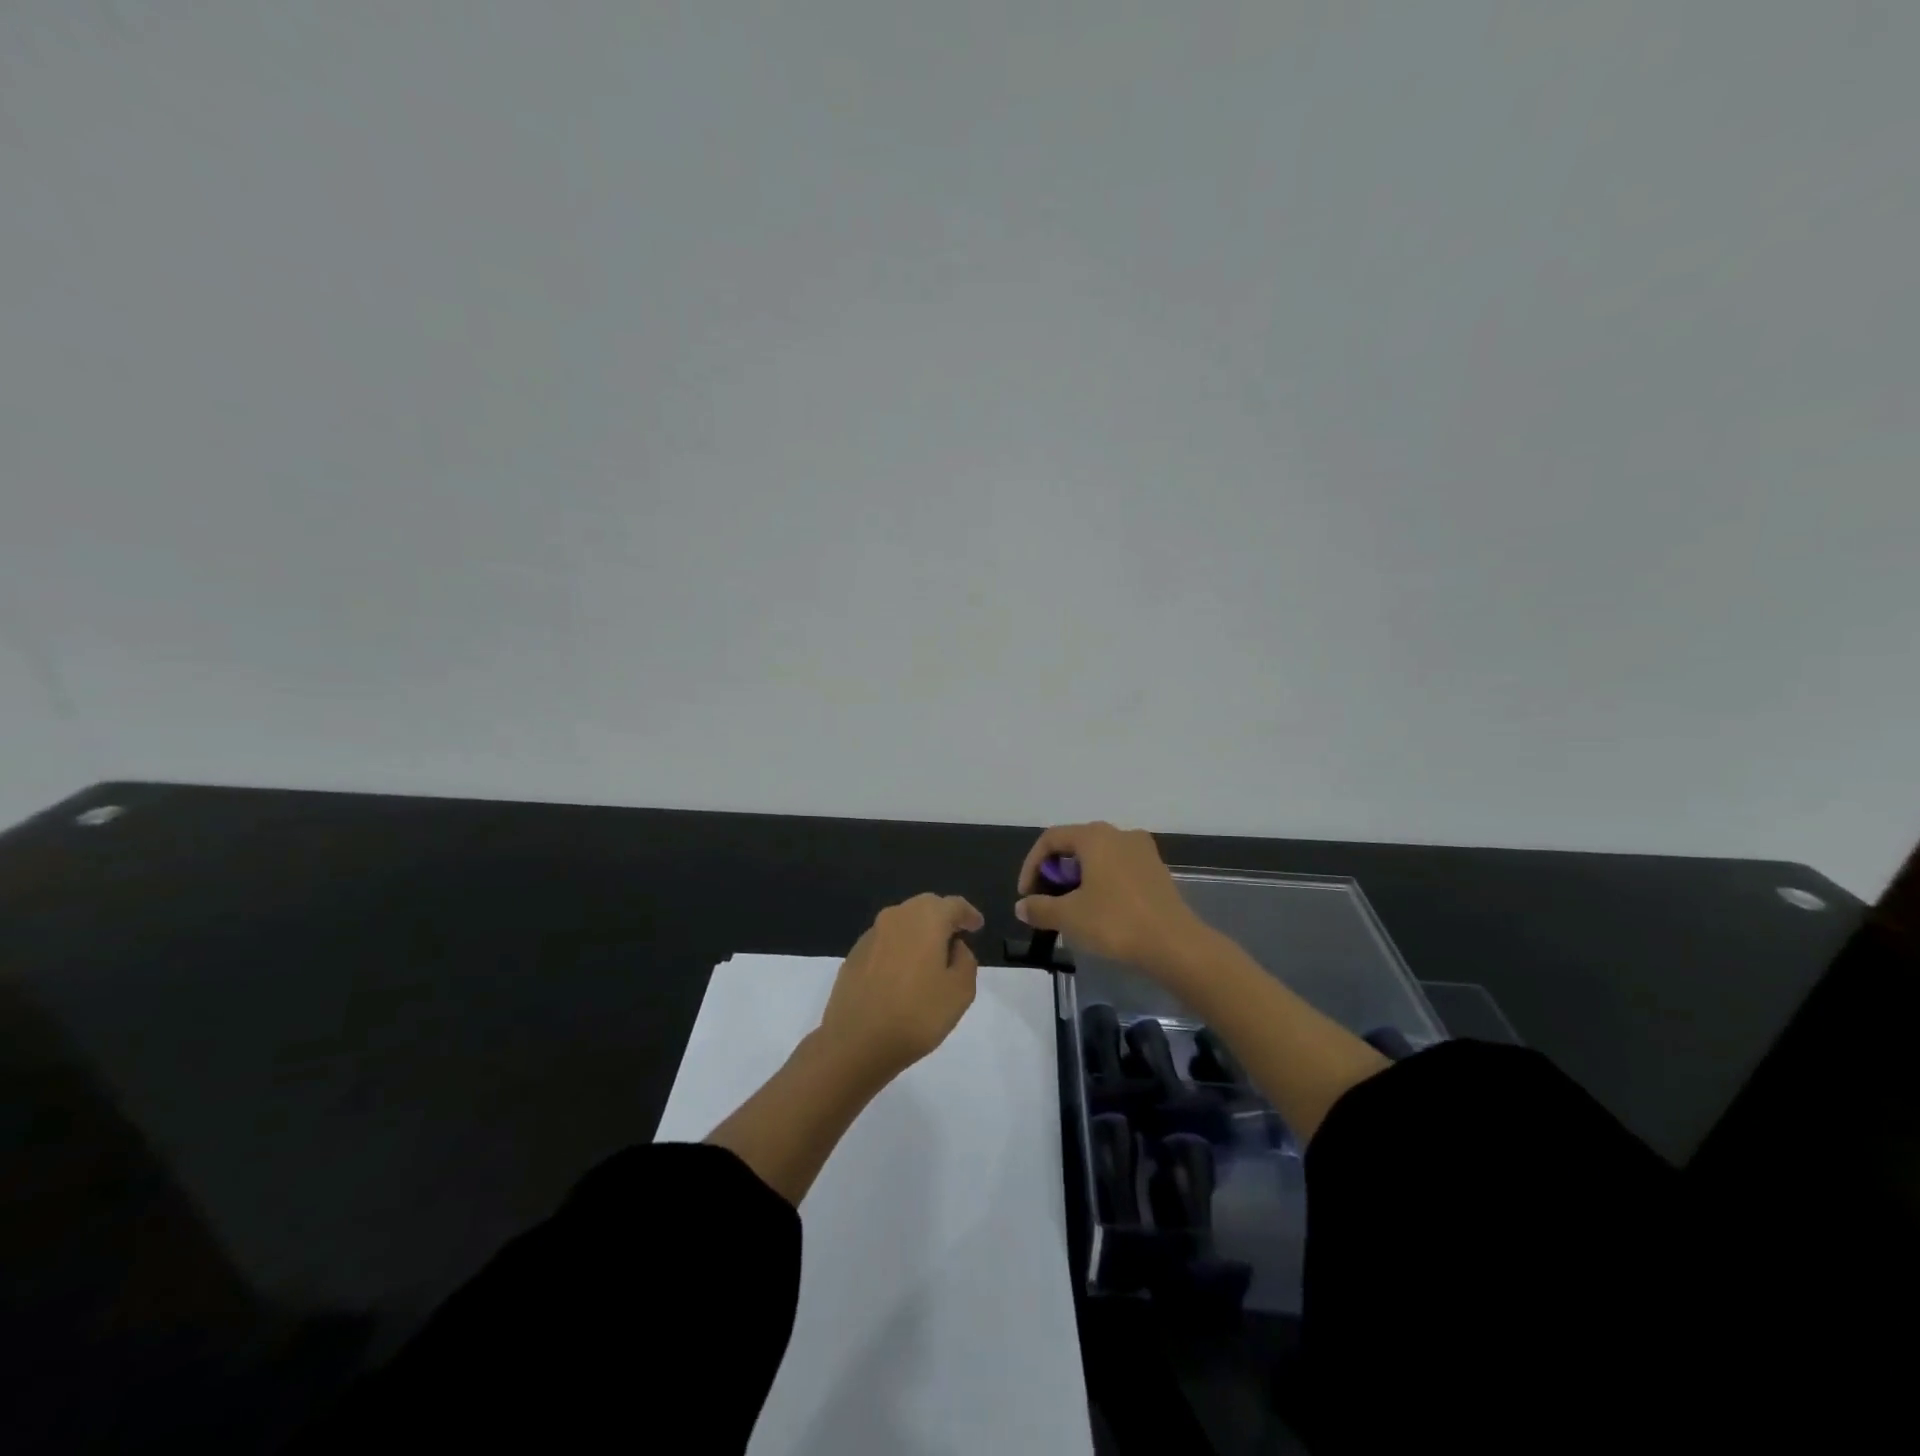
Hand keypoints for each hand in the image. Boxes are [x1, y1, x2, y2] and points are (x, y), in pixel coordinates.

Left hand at [817, 893, 983, 1082]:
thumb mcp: (960, 992)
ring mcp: (871, 935)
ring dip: (919, 932)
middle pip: (926, 906)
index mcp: (926, 919)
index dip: (968, 914)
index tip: (977, 926)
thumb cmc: (916, 1015)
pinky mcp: (854, 954)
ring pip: (903, 922)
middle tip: (956, 937)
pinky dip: (899, 948)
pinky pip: (885, 941)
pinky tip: (902, 973)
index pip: (953, 905)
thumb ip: (966, 961)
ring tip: (930, 957)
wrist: (855, 1042)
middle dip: (943, 918)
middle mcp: (896, 917)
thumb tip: (955, 947)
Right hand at [1015, 822, 1210, 978]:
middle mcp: (1119, 834)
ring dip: (1078, 879)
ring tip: (1071, 908)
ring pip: (1098, 857)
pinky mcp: (1157, 871)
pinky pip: (1119, 869)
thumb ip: (1040, 908)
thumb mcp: (1069, 917)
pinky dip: (1101, 883)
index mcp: (1094, 836)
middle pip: (1075, 845)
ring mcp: (1142, 851)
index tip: (1027, 895)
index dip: (1031, 864)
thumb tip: (1022, 907)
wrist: (1175, 945)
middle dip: (1055, 872)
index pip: (1051, 839)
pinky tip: (1099, 911)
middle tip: (1046, 901)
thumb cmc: (1115, 922)